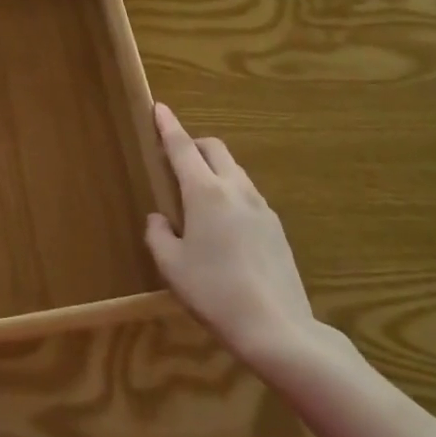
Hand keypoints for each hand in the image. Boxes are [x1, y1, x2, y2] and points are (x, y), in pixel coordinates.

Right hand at [145, 104, 339, 369]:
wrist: (277, 328)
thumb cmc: (214, 292)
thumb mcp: (171, 266)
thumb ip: (158, 234)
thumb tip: (159, 218)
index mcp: (205, 192)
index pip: (182, 147)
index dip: (168, 126)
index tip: (158, 107)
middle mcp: (235, 189)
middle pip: (214, 149)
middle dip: (193, 145)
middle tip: (175, 161)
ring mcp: (261, 206)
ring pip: (234, 171)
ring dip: (213, 170)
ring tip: (198, 199)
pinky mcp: (276, 227)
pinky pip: (247, 195)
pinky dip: (230, 194)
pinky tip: (224, 227)